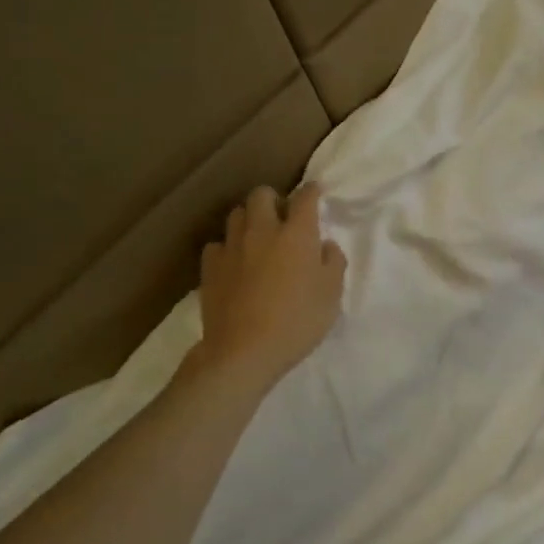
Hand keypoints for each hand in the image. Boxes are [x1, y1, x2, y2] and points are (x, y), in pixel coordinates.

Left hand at [186, 183, 346, 391]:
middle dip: (274, 198)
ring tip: (258, 236)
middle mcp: (262, 231)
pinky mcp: (210, 268)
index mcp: (297, 234)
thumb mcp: (332, 294)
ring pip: (236, 214)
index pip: (305, 197)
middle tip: (284, 216)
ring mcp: (232, 248)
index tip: (316, 192)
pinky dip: (229, 246)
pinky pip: (218, 244)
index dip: (312, 191)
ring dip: (250, 218)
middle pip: (262, 195)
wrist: (244, 352)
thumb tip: (325, 245)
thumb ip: (333, 262)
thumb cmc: (298, 321)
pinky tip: (236, 261)